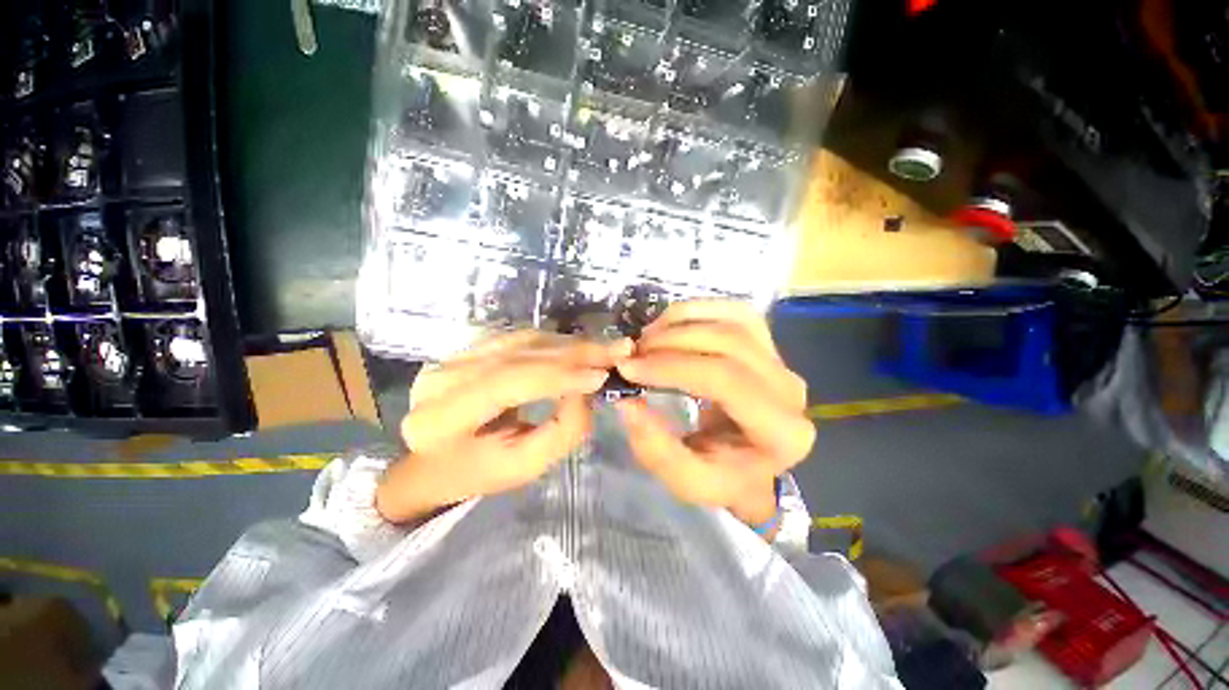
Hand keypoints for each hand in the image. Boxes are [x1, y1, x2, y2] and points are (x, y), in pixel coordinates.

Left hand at [376, 332, 630, 522]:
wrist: (435, 459)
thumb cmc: (480, 472)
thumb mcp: (524, 465)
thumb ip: (561, 430)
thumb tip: (587, 389)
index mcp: (442, 419)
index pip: (508, 383)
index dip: (558, 375)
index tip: (602, 376)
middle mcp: (442, 378)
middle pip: (519, 355)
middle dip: (574, 353)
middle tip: (618, 351)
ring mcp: (453, 356)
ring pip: (522, 341)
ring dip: (569, 344)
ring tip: (605, 350)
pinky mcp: (468, 347)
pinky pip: (519, 337)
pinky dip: (555, 341)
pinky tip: (579, 347)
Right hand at [614, 301, 814, 525]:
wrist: (752, 463)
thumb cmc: (725, 476)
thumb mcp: (689, 481)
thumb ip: (657, 450)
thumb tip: (627, 402)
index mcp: (782, 432)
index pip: (725, 380)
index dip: (672, 367)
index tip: (629, 368)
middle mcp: (790, 389)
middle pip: (729, 343)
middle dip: (672, 341)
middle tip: (633, 352)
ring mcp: (782, 360)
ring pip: (733, 321)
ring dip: (682, 322)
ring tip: (647, 338)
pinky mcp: (768, 344)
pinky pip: (735, 312)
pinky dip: (698, 310)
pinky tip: (670, 322)